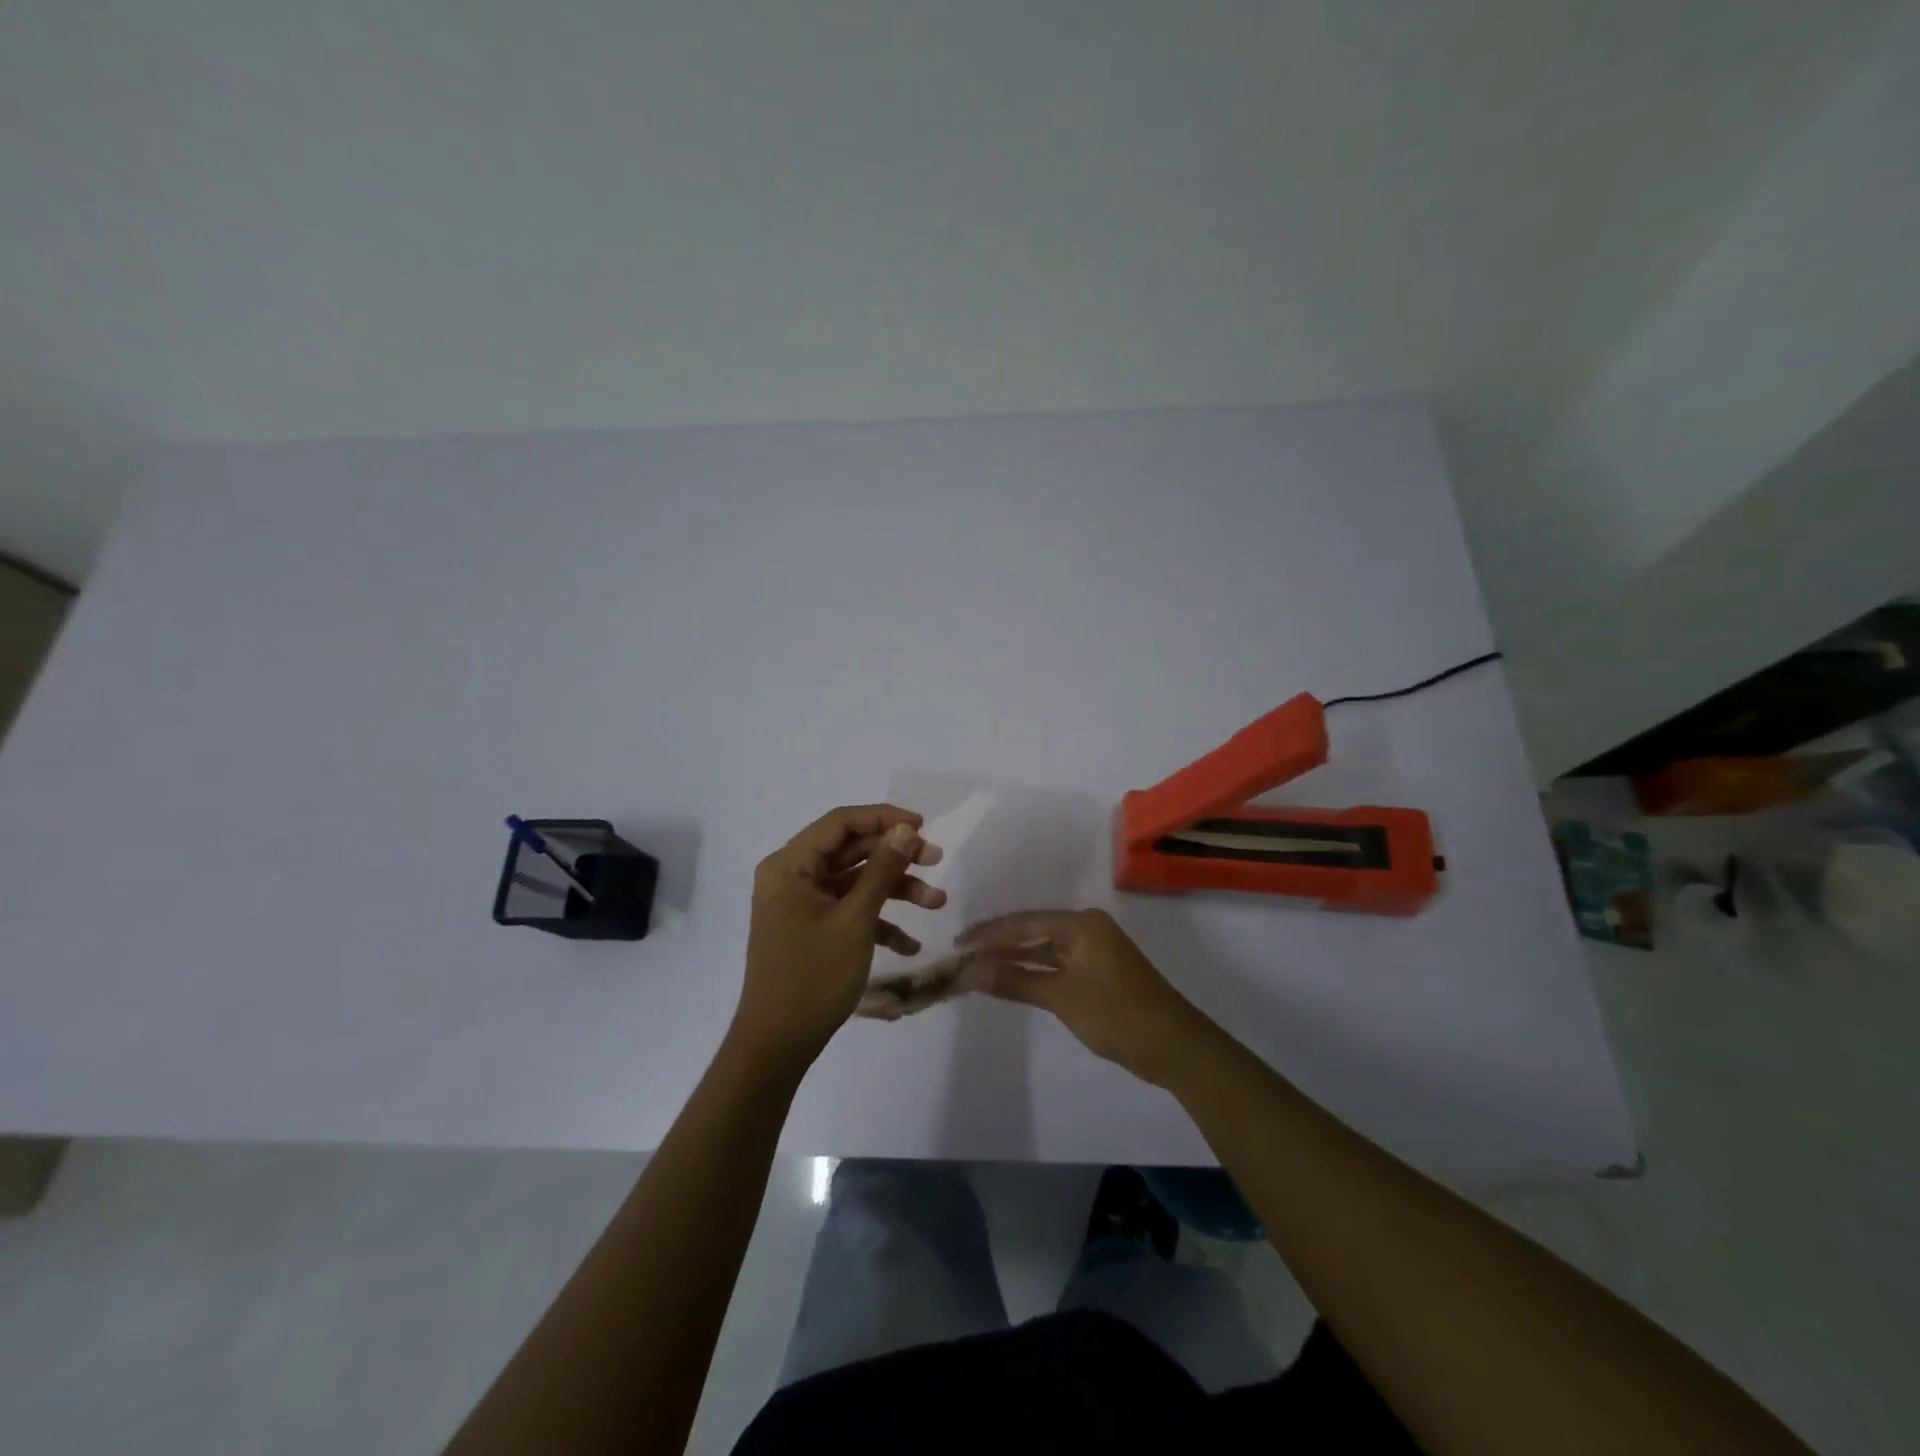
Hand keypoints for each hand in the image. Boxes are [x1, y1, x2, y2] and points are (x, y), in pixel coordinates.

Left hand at [733, 805, 946, 1073]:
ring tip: (937, 903)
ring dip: (896, 890)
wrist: (777, 1045)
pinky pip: (849, 911)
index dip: (884, 818)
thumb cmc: (813, 976)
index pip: (841, 823)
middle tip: (937, 861)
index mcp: (790, 865)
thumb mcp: (855, 920)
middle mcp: (792, 876)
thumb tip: (905, 829)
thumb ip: (882, 870)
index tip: (924, 826)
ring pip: (855, 881)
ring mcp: (802, 904)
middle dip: (896, 857)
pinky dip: (879, 921)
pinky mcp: (811, 928)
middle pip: (851, 850)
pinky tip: (910, 945)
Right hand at [957, 910, 1210, 1084]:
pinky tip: (1012, 981)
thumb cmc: (1117, 1014)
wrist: (1174, 1046)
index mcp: (1081, 924)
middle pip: (1033, 932)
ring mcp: (1095, 951)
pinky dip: (1034, 973)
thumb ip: (1015, 981)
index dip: (988, 934)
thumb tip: (969, 972)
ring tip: (978, 968)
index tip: (957, 944)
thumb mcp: (1062, 997)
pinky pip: (1057, 965)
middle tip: (961, 956)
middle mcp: (1087, 929)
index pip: (1023, 923)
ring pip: (1044, 950)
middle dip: (998, 945)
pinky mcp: (1099, 973)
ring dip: (1014, 960)